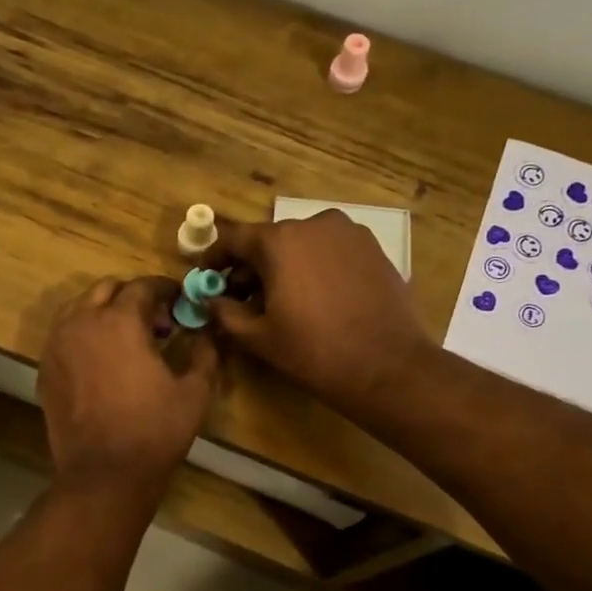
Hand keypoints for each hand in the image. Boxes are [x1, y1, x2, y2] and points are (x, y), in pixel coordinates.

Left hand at [39, 277, 219, 494]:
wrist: (103, 474)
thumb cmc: (154, 431)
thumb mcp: (195, 392)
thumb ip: (206, 353)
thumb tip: (209, 333)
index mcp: (120, 320)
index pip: (143, 286)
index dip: (166, 289)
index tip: (180, 301)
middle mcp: (82, 322)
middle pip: (106, 289)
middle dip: (132, 297)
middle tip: (156, 321)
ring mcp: (57, 345)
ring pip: (79, 308)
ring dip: (104, 312)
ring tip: (126, 338)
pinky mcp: (45, 369)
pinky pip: (64, 335)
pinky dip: (84, 334)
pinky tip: (102, 360)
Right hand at [205, 212, 431, 417]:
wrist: (386, 366)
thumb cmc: (313, 351)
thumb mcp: (258, 337)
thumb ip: (225, 312)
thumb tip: (209, 299)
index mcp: (280, 241)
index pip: (234, 239)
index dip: (214, 259)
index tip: (206, 278)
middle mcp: (314, 224)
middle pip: (270, 241)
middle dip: (251, 267)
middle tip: (241, 298)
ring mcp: (349, 233)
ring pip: (302, 245)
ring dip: (284, 267)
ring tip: (281, 301)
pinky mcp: (373, 248)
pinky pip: (330, 252)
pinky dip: (314, 268)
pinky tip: (315, 299)